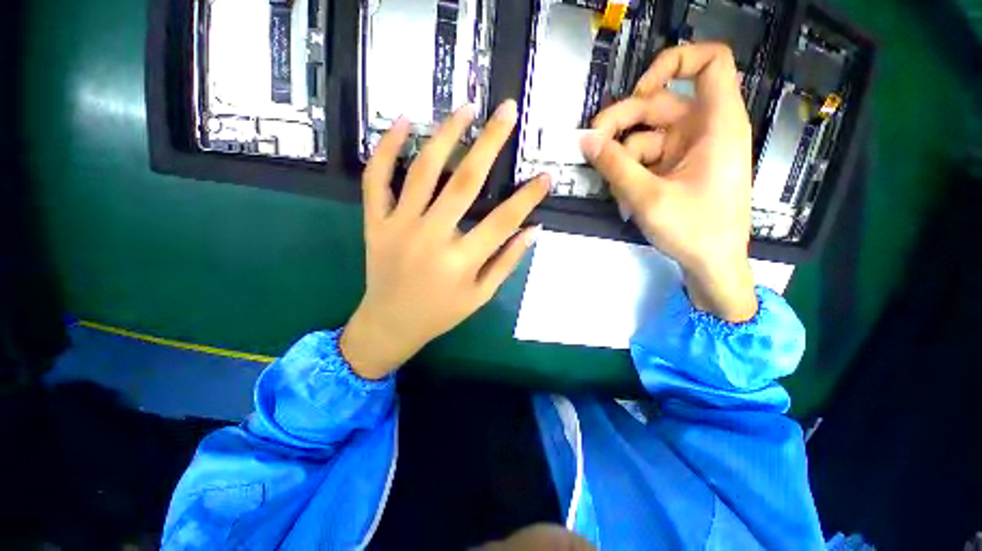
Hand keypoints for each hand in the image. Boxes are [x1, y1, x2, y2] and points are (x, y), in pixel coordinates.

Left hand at [341, 101, 549, 378]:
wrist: (391, 323)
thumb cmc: (441, 313)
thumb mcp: (481, 295)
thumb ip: (507, 262)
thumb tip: (533, 230)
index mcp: (461, 261)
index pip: (503, 220)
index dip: (528, 196)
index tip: (546, 176)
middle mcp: (431, 237)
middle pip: (465, 182)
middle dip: (490, 142)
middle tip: (507, 110)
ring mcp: (399, 226)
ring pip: (423, 170)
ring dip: (446, 134)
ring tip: (466, 107)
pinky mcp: (375, 222)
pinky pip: (377, 179)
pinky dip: (386, 148)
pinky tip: (403, 122)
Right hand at [580, 43, 756, 321]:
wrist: (712, 265)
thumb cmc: (694, 230)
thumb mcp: (648, 197)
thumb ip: (614, 166)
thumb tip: (585, 140)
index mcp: (717, 124)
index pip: (709, 63)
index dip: (672, 63)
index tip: (637, 90)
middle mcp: (704, 129)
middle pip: (658, 104)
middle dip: (620, 124)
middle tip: (590, 147)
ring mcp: (688, 150)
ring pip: (645, 137)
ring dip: (622, 162)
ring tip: (616, 193)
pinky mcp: (677, 168)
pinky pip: (646, 160)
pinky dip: (630, 176)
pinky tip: (626, 201)